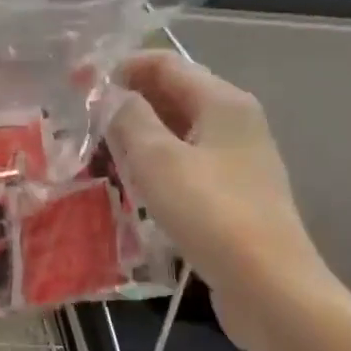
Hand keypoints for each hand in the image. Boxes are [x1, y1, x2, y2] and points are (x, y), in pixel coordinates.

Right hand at [106, 52, 330, 348]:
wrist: (269, 287)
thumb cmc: (210, 213)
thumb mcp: (156, 159)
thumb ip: (128, 117)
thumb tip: (110, 95)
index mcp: (223, 102)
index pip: (164, 63)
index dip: (121, 68)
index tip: (80, 88)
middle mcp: (234, 121)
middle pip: (172, 94)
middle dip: (127, 102)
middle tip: (83, 123)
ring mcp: (236, 158)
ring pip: (176, 130)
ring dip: (137, 135)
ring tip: (98, 153)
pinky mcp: (232, 192)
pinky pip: (185, 161)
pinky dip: (155, 163)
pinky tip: (130, 184)